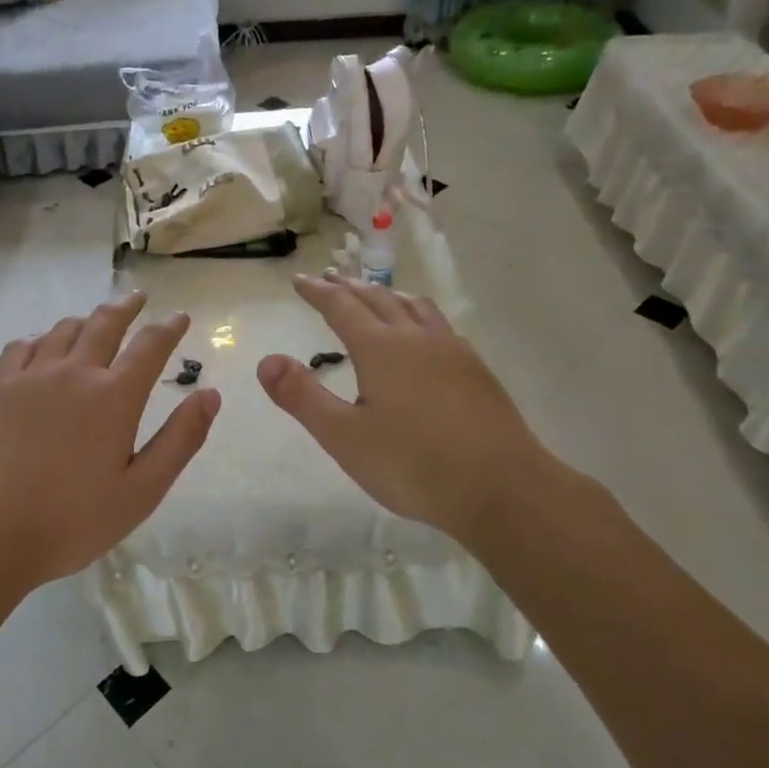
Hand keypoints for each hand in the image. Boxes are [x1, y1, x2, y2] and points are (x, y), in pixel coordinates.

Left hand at [0, 291, 220, 586]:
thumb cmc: (71, 521)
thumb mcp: (141, 491)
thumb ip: (181, 439)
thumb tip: (211, 395)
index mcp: (115, 397)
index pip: (150, 346)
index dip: (169, 327)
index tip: (181, 317)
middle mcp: (75, 372)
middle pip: (105, 323)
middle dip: (128, 307)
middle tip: (140, 298)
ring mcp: (31, 376)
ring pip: (65, 329)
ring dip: (87, 319)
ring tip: (96, 321)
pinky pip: (24, 345)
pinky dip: (43, 337)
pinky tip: (45, 346)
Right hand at [256, 274, 567, 542]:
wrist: (502, 487)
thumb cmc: (413, 464)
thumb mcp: (344, 436)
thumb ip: (302, 396)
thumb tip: (266, 360)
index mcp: (381, 348)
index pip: (341, 307)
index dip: (318, 292)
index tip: (300, 281)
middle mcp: (416, 338)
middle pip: (378, 300)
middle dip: (349, 288)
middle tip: (330, 279)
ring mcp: (452, 351)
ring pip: (414, 307)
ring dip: (388, 295)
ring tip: (376, 295)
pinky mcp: (476, 370)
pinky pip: (439, 324)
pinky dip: (417, 314)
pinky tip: (424, 334)